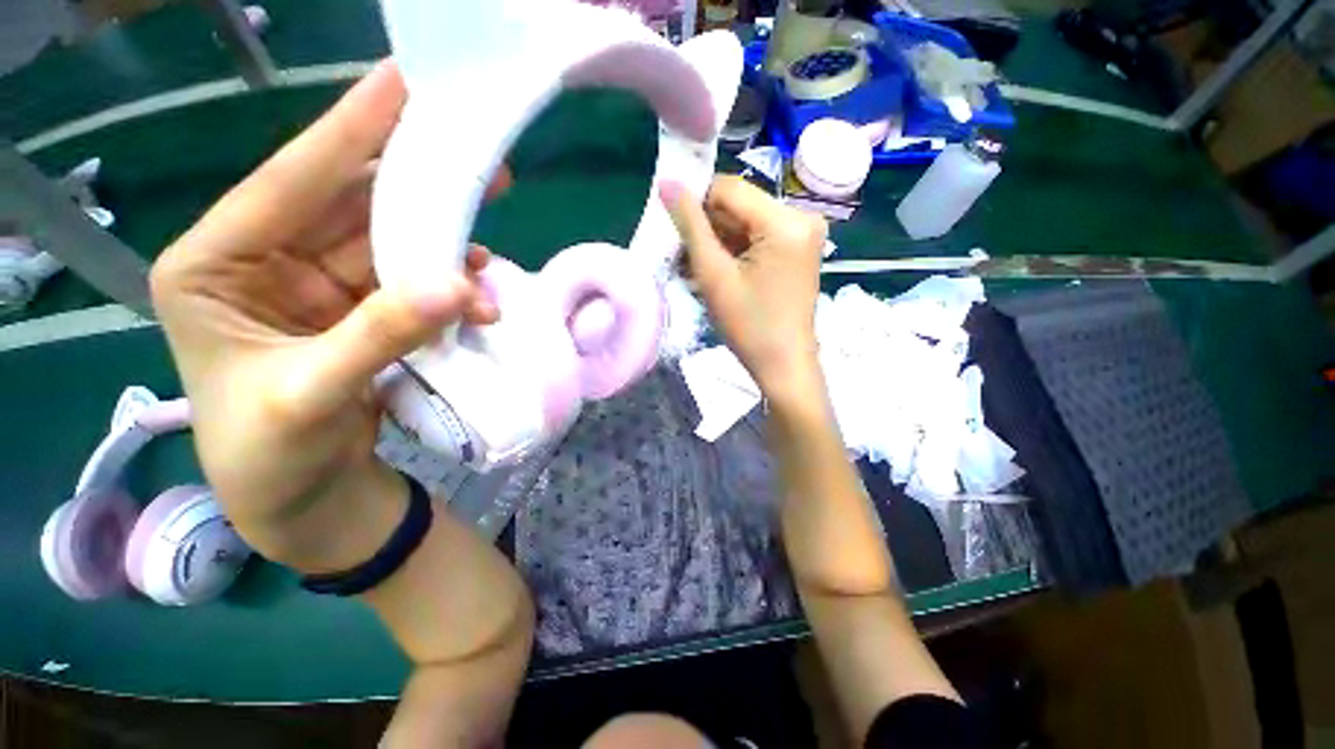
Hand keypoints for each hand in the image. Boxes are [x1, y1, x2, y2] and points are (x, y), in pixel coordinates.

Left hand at [150, 61, 506, 572]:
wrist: (303, 499)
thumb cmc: (271, 455)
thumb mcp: (310, 396)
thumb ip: (379, 336)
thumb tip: (459, 288)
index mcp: (217, 264)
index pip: (290, 180)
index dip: (350, 129)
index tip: (403, 83)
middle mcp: (267, 261)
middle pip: (349, 202)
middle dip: (414, 182)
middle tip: (476, 159)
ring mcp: (321, 286)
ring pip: (389, 242)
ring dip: (443, 244)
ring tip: (487, 246)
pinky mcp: (363, 311)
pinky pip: (412, 280)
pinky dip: (448, 283)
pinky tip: (476, 290)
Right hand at [660, 175, 826, 404]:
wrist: (784, 365)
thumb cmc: (749, 326)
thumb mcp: (714, 275)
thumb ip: (690, 225)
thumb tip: (667, 182)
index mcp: (786, 221)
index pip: (729, 188)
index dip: (695, 203)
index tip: (673, 230)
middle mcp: (802, 217)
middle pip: (739, 206)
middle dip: (707, 229)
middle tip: (683, 258)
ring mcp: (803, 233)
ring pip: (745, 222)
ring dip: (717, 243)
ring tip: (696, 271)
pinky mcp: (798, 249)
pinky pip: (758, 237)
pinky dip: (734, 251)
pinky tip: (717, 273)